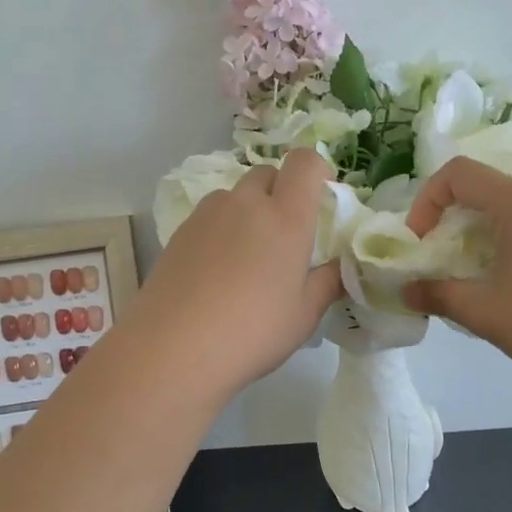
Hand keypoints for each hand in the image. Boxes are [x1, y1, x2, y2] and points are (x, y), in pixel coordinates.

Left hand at [134, 148, 343, 397]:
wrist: (172, 349)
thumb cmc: (251, 332)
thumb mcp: (303, 316)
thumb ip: (327, 283)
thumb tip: (338, 267)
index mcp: (285, 217)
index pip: (305, 162)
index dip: (317, 170)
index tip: (320, 199)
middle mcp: (246, 204)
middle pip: (267, 174)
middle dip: (281, 193)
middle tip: (284, 238)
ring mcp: (207, 215)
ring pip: (235, 196)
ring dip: (248, 212)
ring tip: (247, 259)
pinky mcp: (179, 232)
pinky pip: (210, 217)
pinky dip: (221, 231)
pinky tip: (216, 273)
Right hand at [402, 157, 511, 395]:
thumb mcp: (484, 312)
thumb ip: (438, 295)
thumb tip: (406, 292)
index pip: (459, 173)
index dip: (427, 200)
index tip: (421, 242)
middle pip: (487, 189)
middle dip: (453, 221)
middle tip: (443, 262)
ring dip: (483, 234)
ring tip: (478, 278)